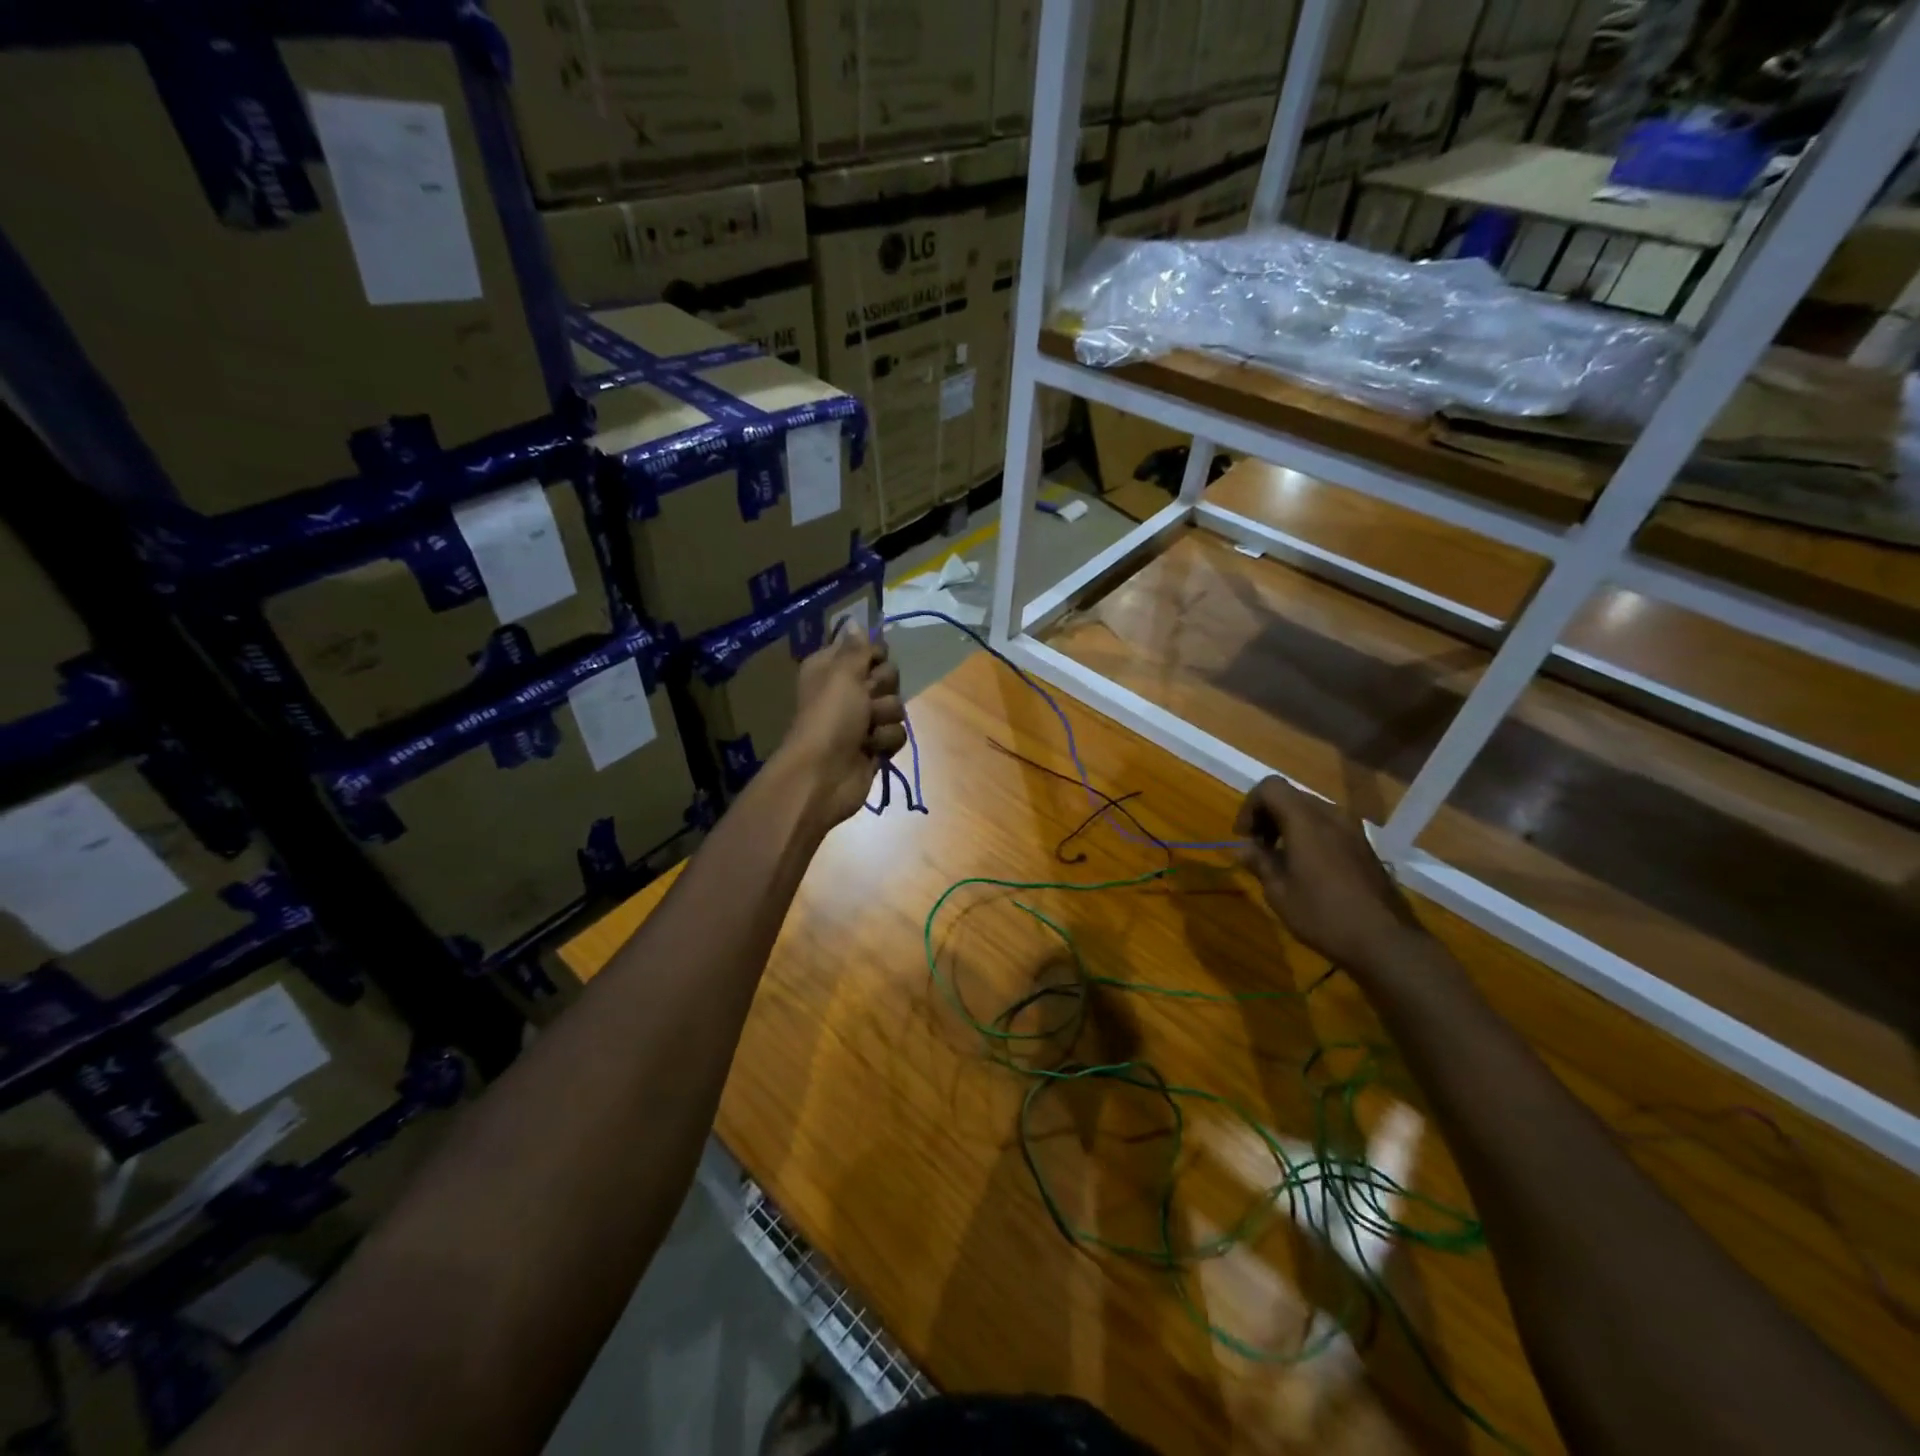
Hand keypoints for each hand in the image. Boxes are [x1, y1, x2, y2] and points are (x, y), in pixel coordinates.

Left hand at [774, 626, 906, 830]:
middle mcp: (847, 690)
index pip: (868, 648)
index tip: (873, 663)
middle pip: (888, 676)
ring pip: (896, 706)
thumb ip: (856, 649)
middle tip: (865, 699)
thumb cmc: (830, 718)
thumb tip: (855, 620)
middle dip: (882, 689)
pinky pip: (897, 733)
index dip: (875, 655)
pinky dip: (885, 741)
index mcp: (832, 668)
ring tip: (865, 730)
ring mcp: (862, 719)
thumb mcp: (842, 675)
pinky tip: (870, 749)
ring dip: (883, 718)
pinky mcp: (874, 745)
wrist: (823, 774)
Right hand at [1235, 777, 1428, 979]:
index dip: (1250, 806)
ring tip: (1280, 859)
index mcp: (1306, 820)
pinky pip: (1328, 826)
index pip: (1270, 787)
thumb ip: (1259, 862)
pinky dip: (1309, 835)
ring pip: (1310, 811)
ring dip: (1288, 826)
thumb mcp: (1279, 892)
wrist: (1385, 941)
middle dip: (1267, 816)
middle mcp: (1331, 815)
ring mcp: (1353, 829)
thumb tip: (1243, 849)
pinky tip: (1306, 868)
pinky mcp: (1365, 846)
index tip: (1244, 837)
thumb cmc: (1323, 915)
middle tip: (1257, 848)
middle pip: (1290, 796)